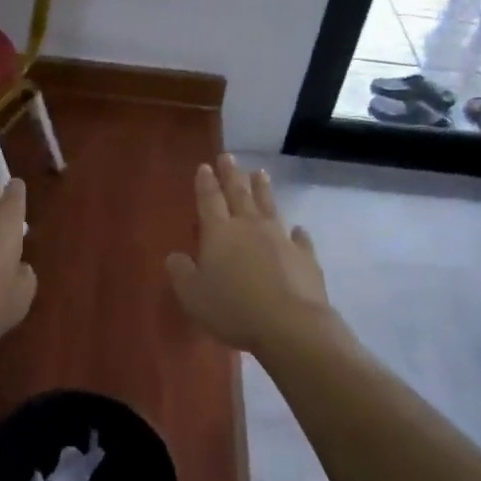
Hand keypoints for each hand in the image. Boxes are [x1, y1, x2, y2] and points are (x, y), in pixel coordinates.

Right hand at [166, 155, 330, 353]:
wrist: (290, 324)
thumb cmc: (233, 308)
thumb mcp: (192, 295)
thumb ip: (181, 272)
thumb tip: (175, 256)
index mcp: (219, 232)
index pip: (209, 200)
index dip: (205, 183)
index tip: (205, 166)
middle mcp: (249, 227)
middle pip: (239, 194)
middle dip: (232, 175)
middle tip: (228, 156)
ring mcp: (280, 239)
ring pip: (269, 207)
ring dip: (263, 190)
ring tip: (260, 173)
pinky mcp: (305, 257)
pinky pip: (300, 238)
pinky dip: (297, 232)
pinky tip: (298, 229)